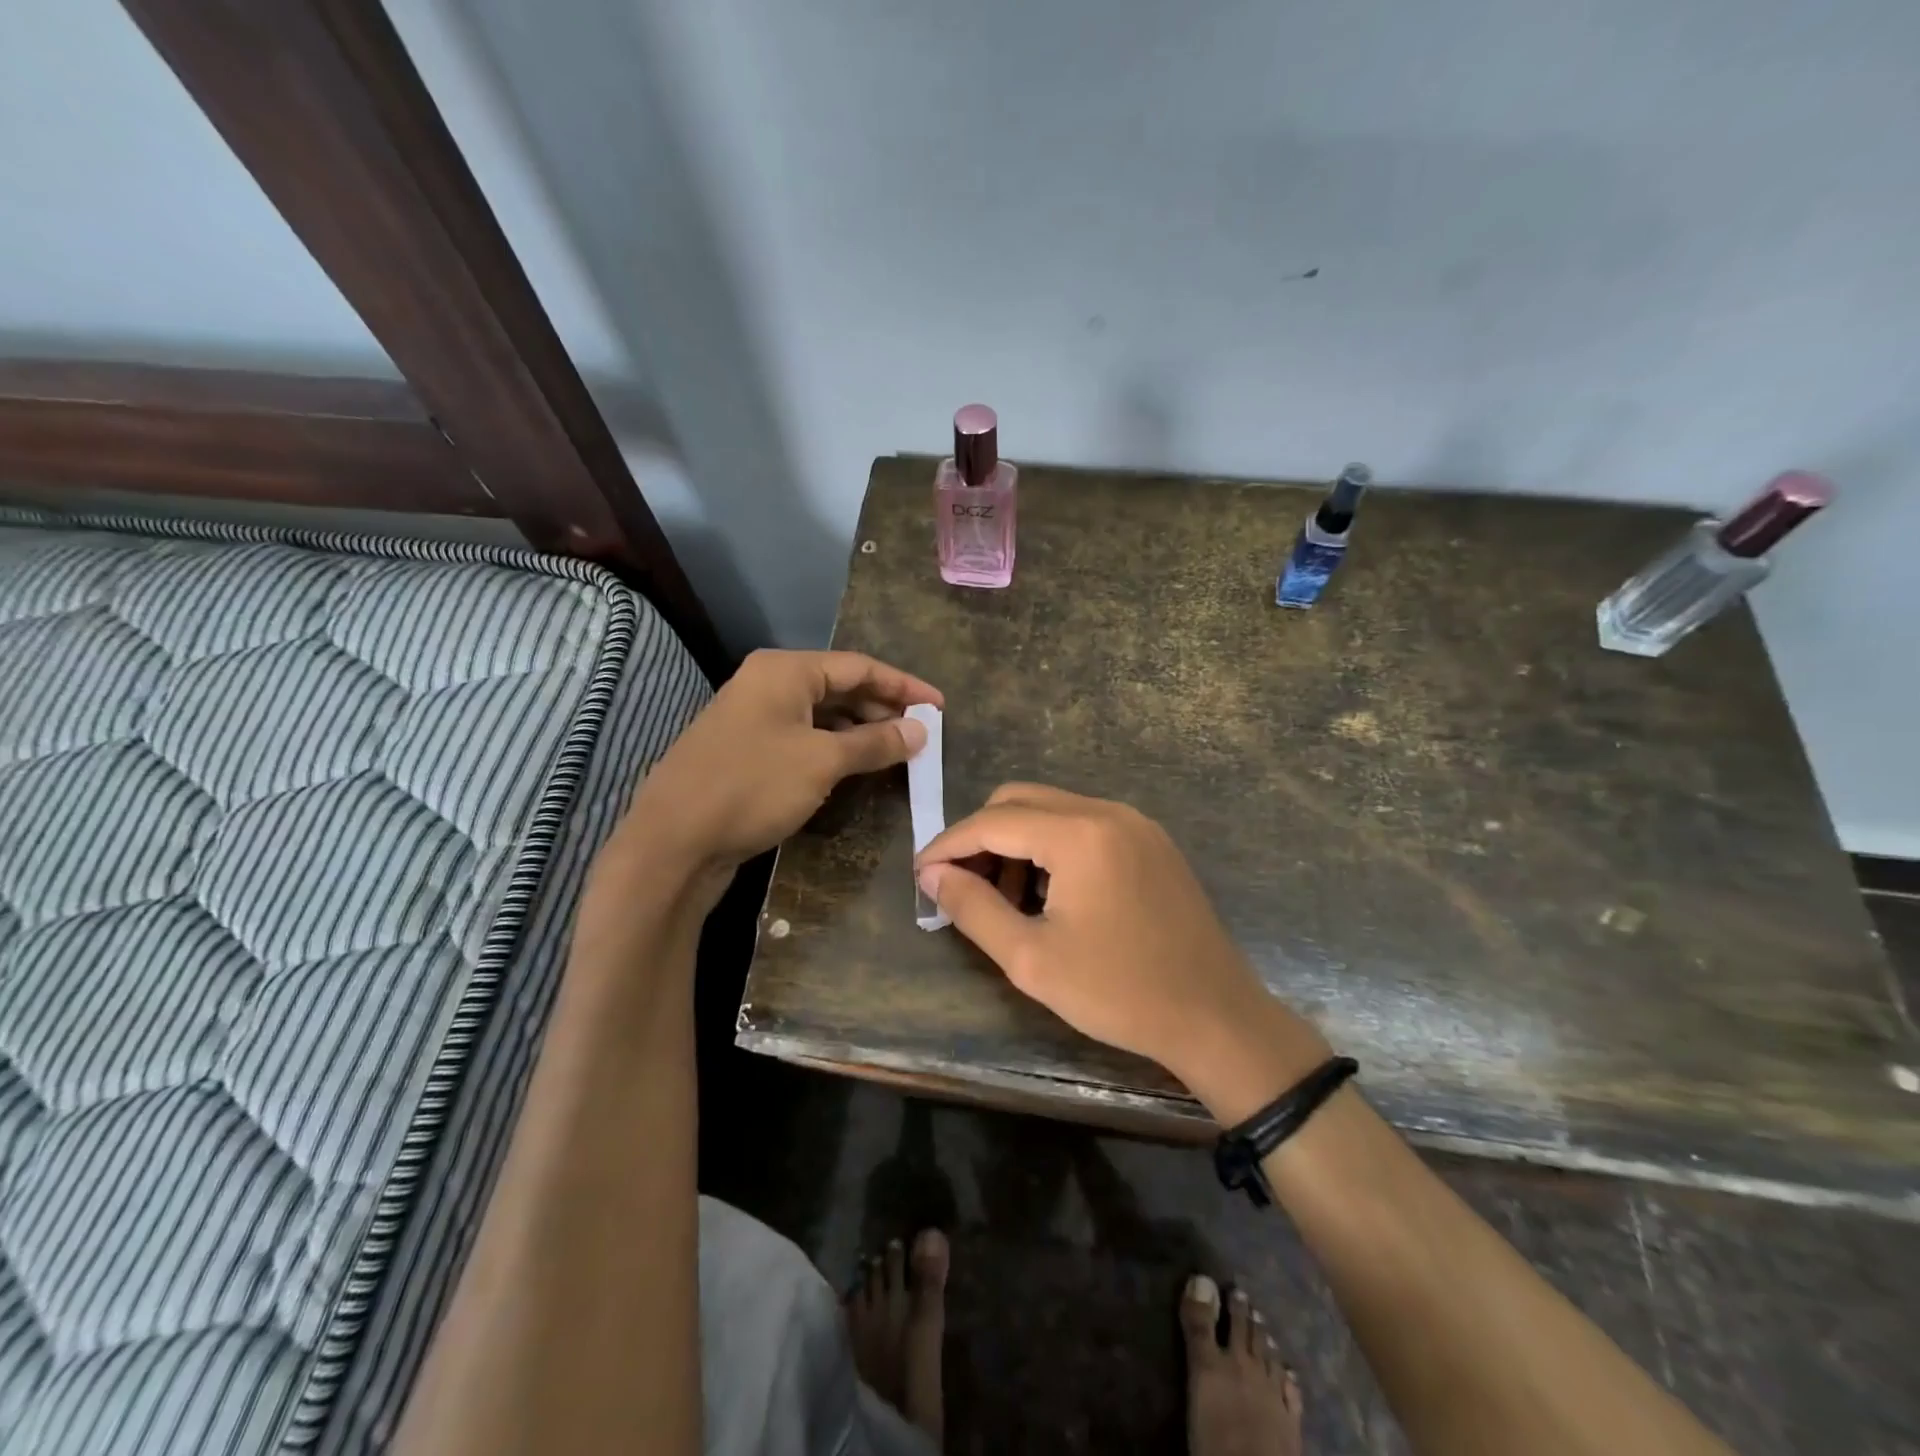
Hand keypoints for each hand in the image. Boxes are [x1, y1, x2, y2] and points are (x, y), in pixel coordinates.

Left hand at [602, 650, 941, 912]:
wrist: (674, 840)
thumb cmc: (753, 786)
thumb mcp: (822, 761)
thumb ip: (874, 742)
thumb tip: (919, 731)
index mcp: (785, 671)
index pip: (859, 667)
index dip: (904, 687)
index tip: (940, 708)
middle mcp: (768, 685)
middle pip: (840, 688)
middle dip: (883, 710)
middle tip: (921, 735)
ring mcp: (754, 719)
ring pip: (822, 716)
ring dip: (860, 732)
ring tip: (897, 752)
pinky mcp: (748, 751)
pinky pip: (804, 739)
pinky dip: (834, 749)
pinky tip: (856, 768)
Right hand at [915, 784, 1329, 1120]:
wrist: (1216, 1017)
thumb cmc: (1119, 992)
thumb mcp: (1031, 959)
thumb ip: (973, 908)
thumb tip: (932, 875)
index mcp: (1079, 834)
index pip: (992, 821)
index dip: (948, 844)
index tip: (921, 874)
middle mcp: (1107, 811)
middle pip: (1020, 800)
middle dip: (981, 837)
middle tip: (962, 886)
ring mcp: (1135, 823)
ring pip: (1052, 809)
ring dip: (1017, 841)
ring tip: (1006, 899)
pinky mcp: (1151, 841)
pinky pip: (1084, 824)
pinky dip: (1052, 846)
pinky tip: (1049, 893)